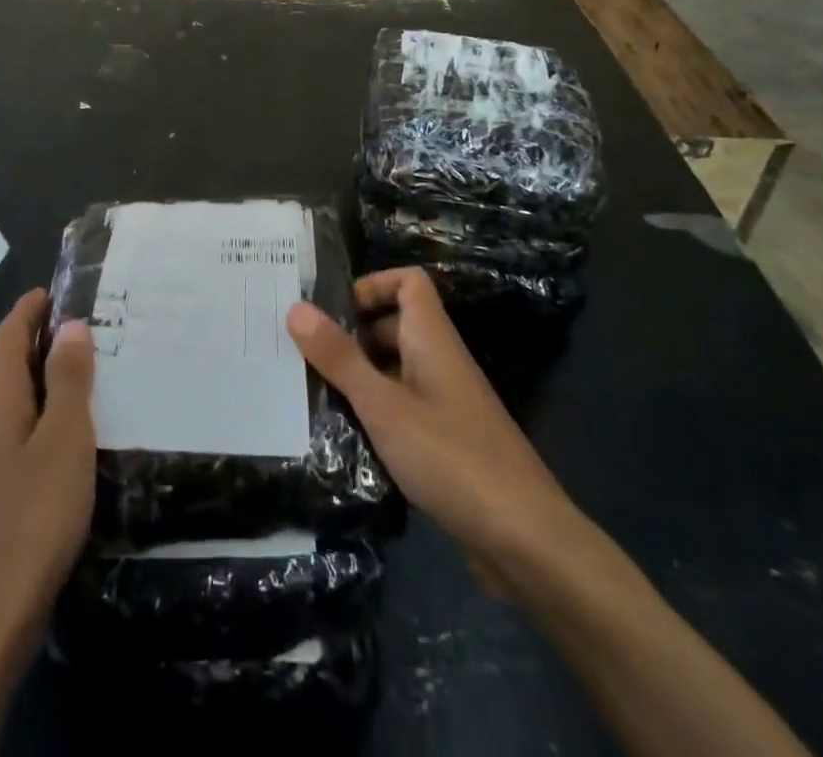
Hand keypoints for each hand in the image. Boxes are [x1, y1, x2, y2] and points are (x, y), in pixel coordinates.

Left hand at [0, 292, 94, 756]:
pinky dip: (18, 408)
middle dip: (22, 337)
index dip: (30, 309)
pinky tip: (46, 434)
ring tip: (63, 379)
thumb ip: (68, 378)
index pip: (9, 332)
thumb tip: (70, 324)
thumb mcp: (65, 438)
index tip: (54, 292)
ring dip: (20, 374)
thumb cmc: (32, 514)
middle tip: (66, 335)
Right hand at [286, 267, 577, 583]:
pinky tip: (345, 437)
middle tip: (305, 353)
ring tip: (312, 392)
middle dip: (352, 334)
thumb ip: (340, 358)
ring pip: (396, 369)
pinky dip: (375, 412)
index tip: (331, 309)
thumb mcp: (384, 406)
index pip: (408, 282)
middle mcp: (441, 361)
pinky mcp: (447, 441)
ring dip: (359, 376)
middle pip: (395, 324)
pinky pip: (404, 407)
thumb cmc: (452, 458)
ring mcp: (446, 403)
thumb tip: (296, 307)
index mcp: (433, 339)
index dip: (372, 284)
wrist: (526, 540)